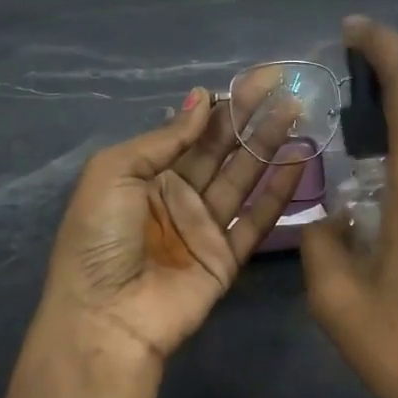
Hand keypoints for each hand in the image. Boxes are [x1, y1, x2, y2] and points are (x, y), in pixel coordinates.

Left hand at [41, 88, 307, 361]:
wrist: (106, 317)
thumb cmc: (99, 239)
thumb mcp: (113, 174)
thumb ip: (163, 139)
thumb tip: (201, 100)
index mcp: (146, 174)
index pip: (191, 131)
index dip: (221, 104)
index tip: (255, 80)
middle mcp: (178, 195)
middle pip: (222, 149)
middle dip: (251, 117)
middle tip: (284, 86)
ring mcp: (204, 226)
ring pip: (244, 177)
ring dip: (269, 145)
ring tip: (297, 113)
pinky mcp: (227, 256)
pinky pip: (257, 219)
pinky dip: (278, 192)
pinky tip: (298, 161)